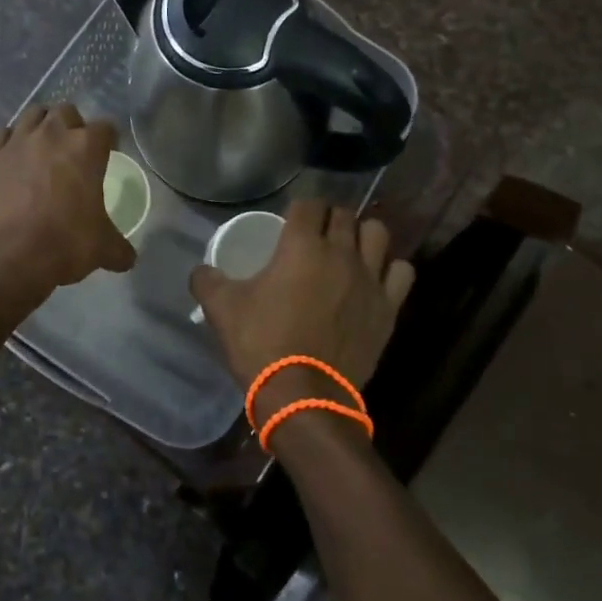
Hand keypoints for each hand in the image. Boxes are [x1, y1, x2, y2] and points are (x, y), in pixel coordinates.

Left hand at [0, 104, 136, 294]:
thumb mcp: (102, 249)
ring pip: (32, 114)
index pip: (106, 128)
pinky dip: (9, 142)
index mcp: (86, 148)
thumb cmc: (63, 244)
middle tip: (73, 151)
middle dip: (72, 125)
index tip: (108, 153)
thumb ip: (119, 248)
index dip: (108, 140)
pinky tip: (12, 159)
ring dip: (41, 126)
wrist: (6, 257)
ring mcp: (17, 142)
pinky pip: (1, 135)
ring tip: (42, 148)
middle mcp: (52, 135)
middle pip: (66, 112)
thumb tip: (128, 258)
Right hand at [190, 199, 414, 409]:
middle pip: (344, 215)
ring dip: (363, 235)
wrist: (304, 396)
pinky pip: (401, 271)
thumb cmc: (262, 343)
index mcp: (301, 245)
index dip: (299, 208)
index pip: (308, 204)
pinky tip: (376, 277)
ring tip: (350, 249)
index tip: (291, 221)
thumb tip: (201, 270)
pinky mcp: (388, 306)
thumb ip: (207, 280)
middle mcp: (341, 252)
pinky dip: (390, 268)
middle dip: (329, 218)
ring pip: (378, 234)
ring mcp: (370, 278)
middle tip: (316, 235)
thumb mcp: (222, 309)